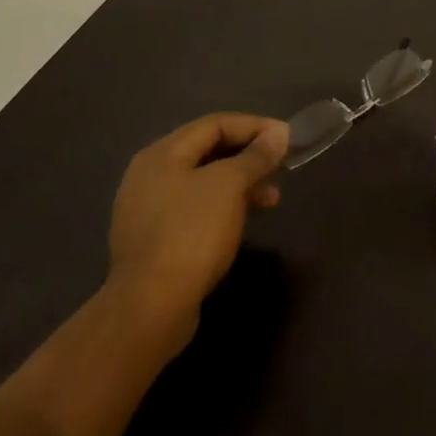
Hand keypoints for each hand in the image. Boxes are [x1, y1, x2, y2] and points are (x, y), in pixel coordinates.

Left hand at [106, 113, 287, 354]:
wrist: (149, 311)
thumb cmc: (191, 234)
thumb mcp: (230, 186)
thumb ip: (256, 156)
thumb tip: (278, 133)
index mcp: (162, 154)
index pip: (215, 124)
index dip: (254, 126)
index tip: (286, 137)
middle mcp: (150, 176)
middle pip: (209, 151)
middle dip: (249, 157)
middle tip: (281, 167)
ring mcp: (149, 211)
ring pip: (204, 183)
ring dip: (241, 184)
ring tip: (271, 200)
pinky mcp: (155, 241)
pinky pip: (196, 209)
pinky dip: (224, 207)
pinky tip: (243, 222)